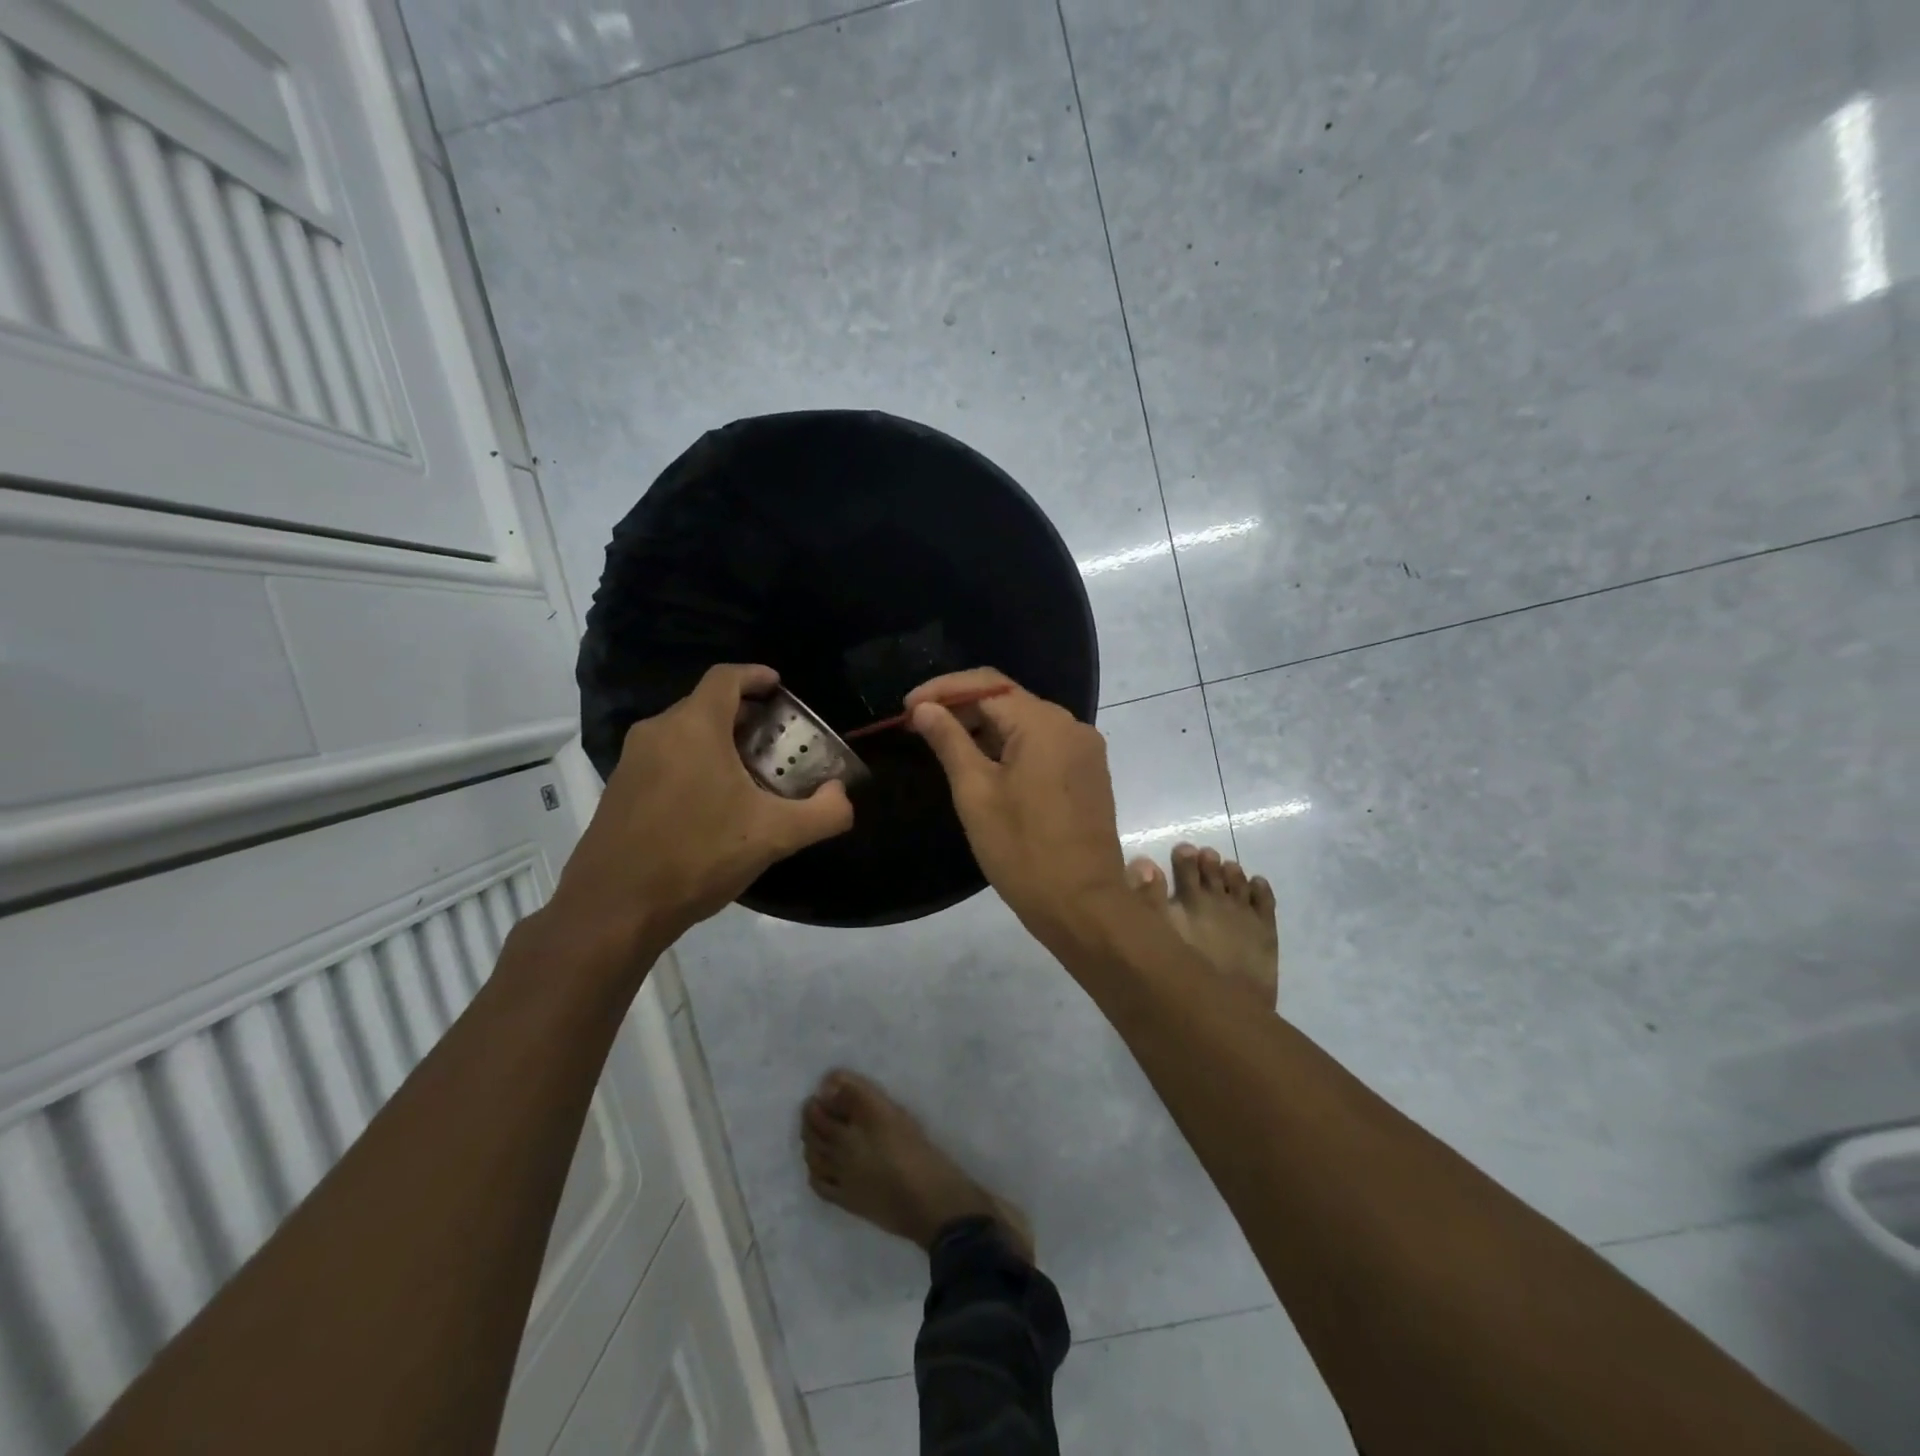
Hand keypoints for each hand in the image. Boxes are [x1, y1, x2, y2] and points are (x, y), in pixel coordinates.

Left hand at [545, 665, 853, 963]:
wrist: (614, 908)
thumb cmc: (698, 856)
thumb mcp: (774, 836)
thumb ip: (823, 813)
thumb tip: (841, 795)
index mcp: (694, 727)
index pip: (726, 678)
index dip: (756, 676)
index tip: (779, 687)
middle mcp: (658, 732)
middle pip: (706, 704)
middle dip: (744, 714)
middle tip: (776, 740)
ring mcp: (632, 760)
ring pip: (684, 733)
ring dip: (719, 741)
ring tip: (750, 773)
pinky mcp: (619, 788)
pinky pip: (665, 758)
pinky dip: (694, 762)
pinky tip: (713, 803)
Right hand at [906, 669, 1129, 950]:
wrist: (1083, 905)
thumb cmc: (1022, 850)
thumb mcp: (975, 793)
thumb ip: (949, 741)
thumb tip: (925, 708)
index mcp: (1044, 724)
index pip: (986, 684)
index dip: (942, 690)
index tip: (906, 709)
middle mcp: (1071, 726)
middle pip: (1008, 699)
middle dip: (961, 707)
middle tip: (918, 727)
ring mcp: (1084, 750)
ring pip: (1025, 722)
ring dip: (984, 728)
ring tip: (943, 744)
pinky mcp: (1088, 773)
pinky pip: (1043, 744)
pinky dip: (1010, 746)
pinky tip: (982, 764)